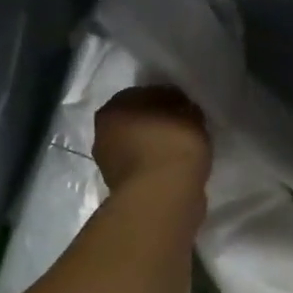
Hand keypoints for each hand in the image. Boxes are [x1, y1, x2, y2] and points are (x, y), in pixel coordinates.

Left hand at [93, 84, 210, 195]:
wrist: (161, 198)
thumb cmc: (171, 146)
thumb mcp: (189, 115)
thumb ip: (184, 108)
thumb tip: (183, 111)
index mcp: (113, 109)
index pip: (144, 94)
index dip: (168, 98)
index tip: (187, 107)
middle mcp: (103, 134)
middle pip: (137, 121)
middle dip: (158, 123)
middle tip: (185, 128)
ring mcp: (110, 165)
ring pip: (140, 147)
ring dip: (157, 147)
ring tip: (183, 152)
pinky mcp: (122, 189)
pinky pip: (145, 169)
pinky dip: (158, 168)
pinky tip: (177, 170)